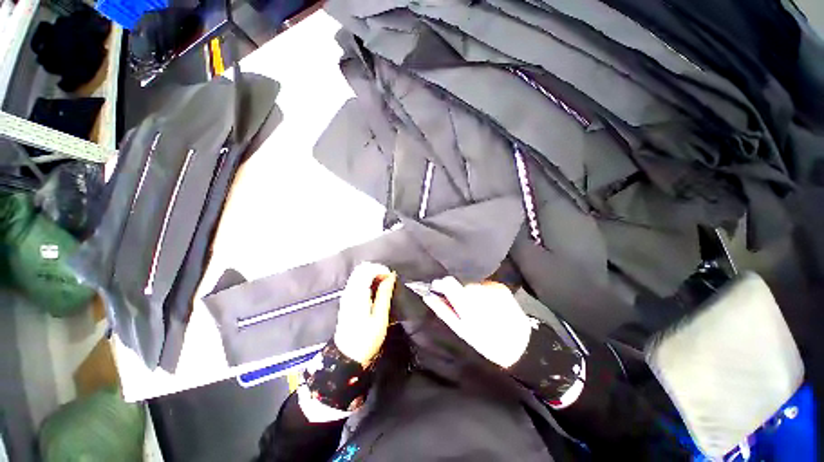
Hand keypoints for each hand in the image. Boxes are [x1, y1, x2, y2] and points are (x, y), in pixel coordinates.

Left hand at [334, 262, 396, 365]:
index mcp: (358, 294)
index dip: (381, 269)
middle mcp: (349, 291)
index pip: (367, 269)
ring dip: (372, 274)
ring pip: (359, 273)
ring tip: (384, 285)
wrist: (346, 357)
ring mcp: (346, 294)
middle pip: (362, 268)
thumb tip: (391, 276)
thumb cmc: (366, 339)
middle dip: (377, 270)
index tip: (392, 279)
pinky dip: (367, 280)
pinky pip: (357, 280)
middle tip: (389, 281)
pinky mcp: (346, 299)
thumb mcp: (380, 318)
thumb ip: (385, 294)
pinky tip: (375, 291)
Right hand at [422, 278, 532, 367]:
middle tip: (464, 309)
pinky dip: (484, 295)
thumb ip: (443, 310)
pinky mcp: (501, 287)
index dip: (441, 285)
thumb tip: (428, 296)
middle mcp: (480, 290)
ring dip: (472, 295)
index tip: (438, 289)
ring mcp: (492, 287)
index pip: (448, 282)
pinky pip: (485, 287)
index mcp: (467, 303)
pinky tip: (490, 307)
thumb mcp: (461, 329)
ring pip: (473, 286)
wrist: (519, 344)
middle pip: (461, 285)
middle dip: (460, 294)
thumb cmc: (486, 342)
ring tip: (480, 310)